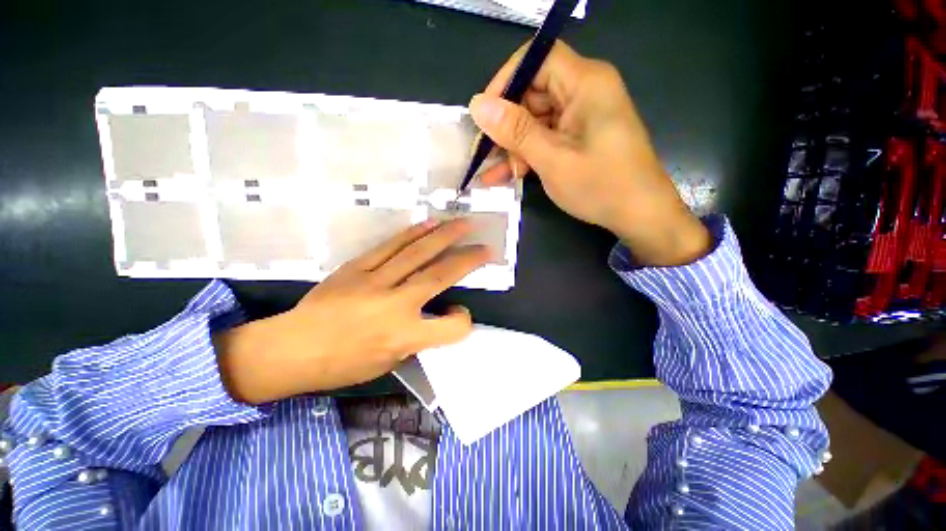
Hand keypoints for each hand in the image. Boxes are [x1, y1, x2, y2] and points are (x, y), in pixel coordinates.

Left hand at [215, 219, 489, 403]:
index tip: (458, 316)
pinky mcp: (357, 267)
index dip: (463, 321)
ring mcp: (375, 281)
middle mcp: (394, 305)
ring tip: (463, 223)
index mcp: (403, 337)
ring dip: (444, 236)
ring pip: (417, 253)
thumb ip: (417, 339)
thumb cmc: (341, 365)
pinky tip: (428, 224)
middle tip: (485, 247)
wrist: (291, 349)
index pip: (452, 328)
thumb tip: (434, 316)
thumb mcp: (387, 363)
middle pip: (440, 276)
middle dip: (467, 259)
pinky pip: (390, 246)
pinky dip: (412, 233)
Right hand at [469, 40, 710, 266]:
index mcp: (586, 83)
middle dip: (507, 126)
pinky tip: (508, 176)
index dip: (506, 81)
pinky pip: (545, 138)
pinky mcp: (578, 137)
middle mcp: (584, 91)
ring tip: (493, 174)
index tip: (485, 115)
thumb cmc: (601, 186)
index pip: (537, 59)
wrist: (639, 215)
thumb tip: (478, 105)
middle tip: (487, 156)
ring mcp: (581, 116)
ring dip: (513, 147)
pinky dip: (527, 155)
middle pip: (533, 92)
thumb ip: (515, 131)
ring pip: (535, 120)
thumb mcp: (552, 159)